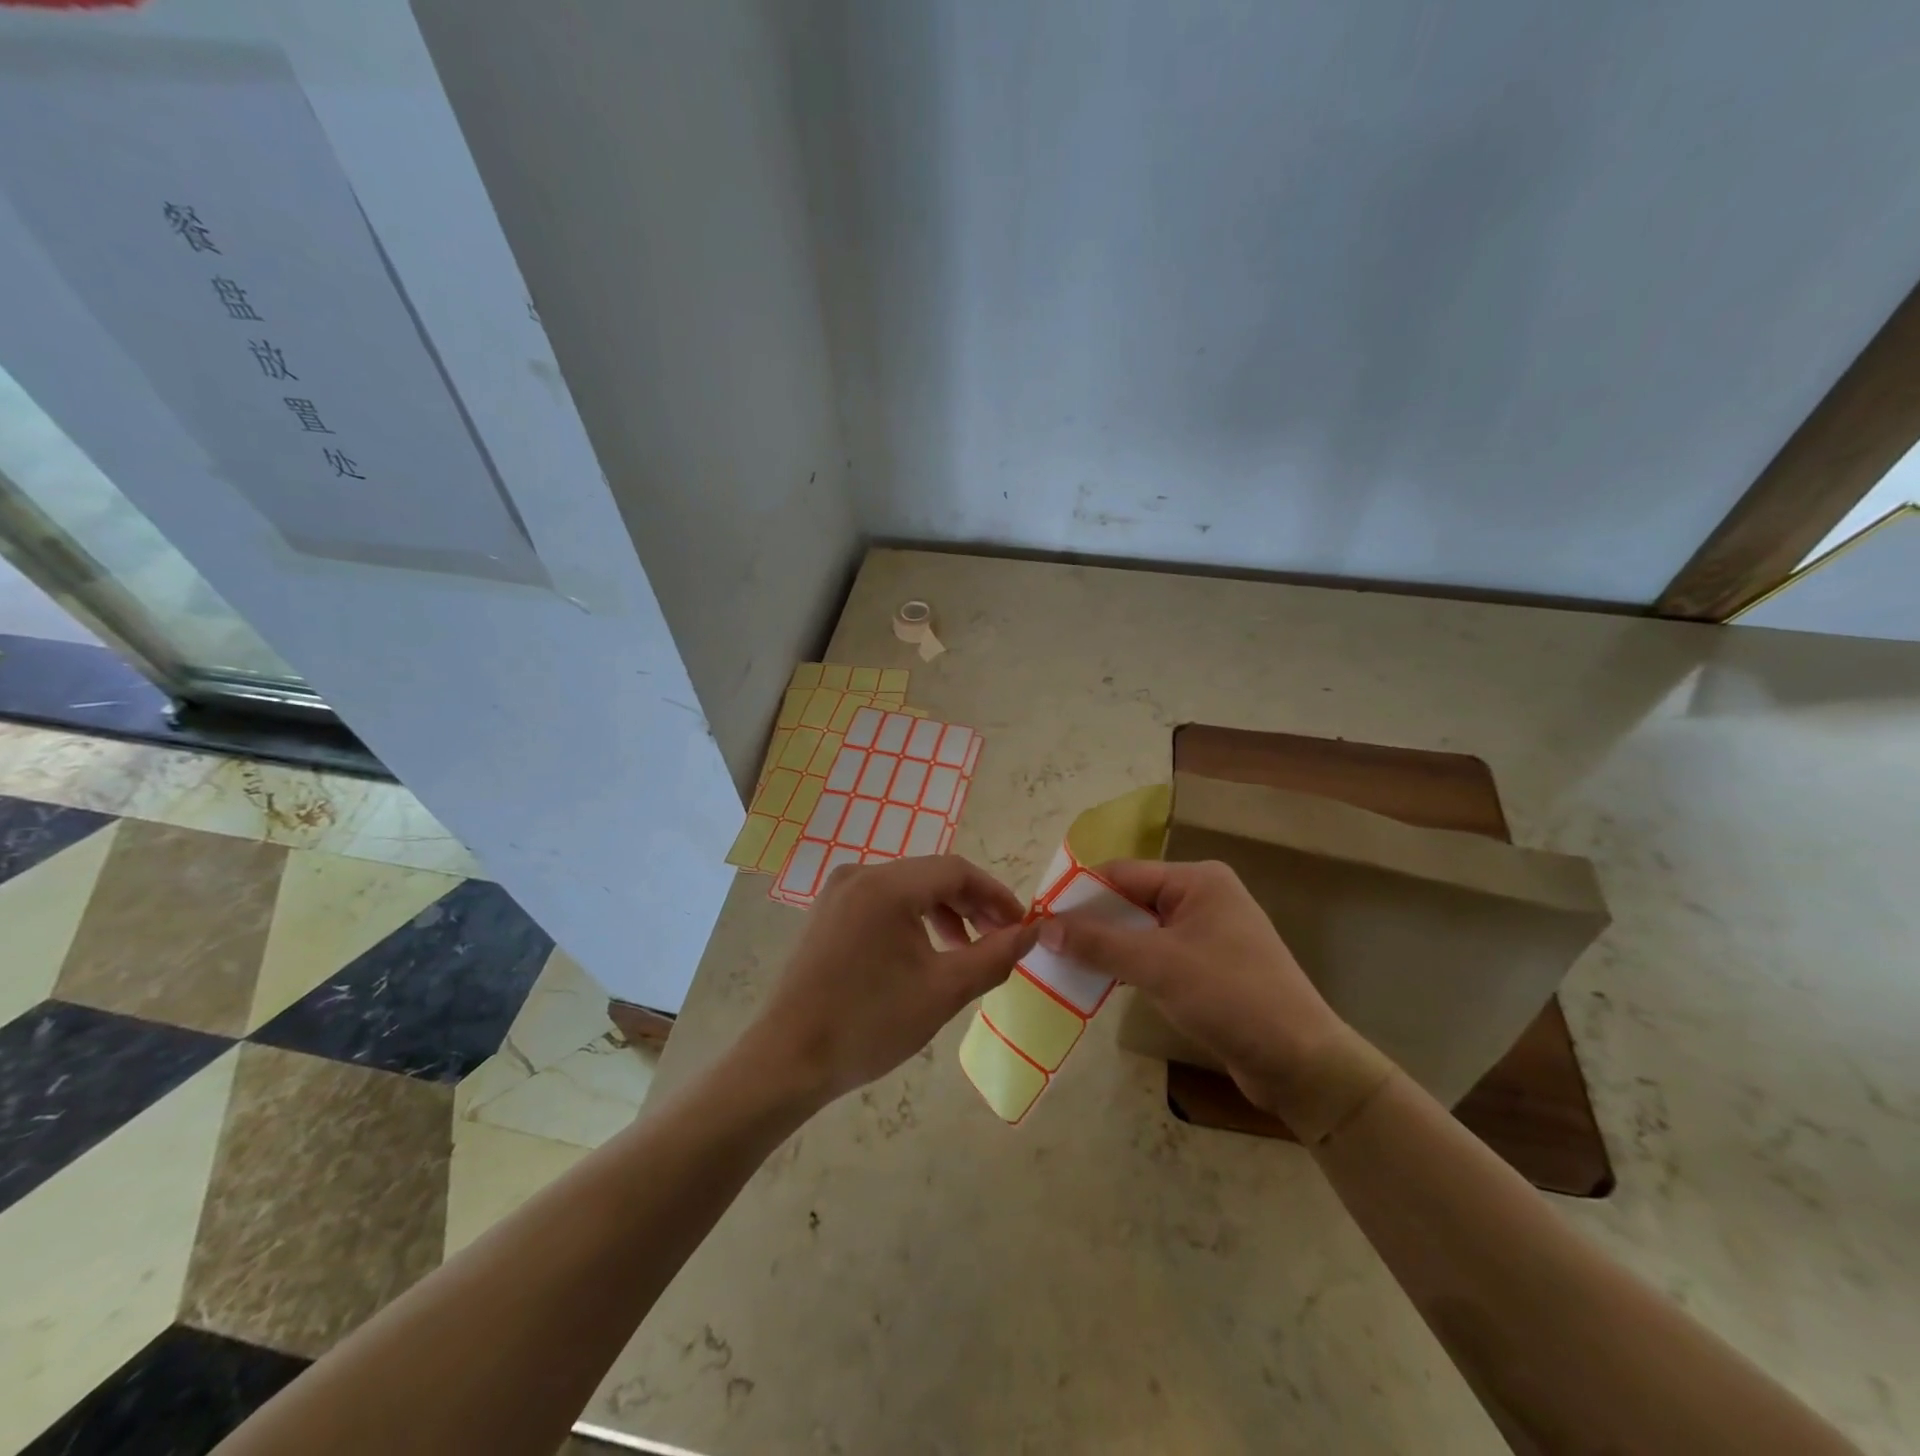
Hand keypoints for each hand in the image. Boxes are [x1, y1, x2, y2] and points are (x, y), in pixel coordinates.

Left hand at [741, 855, 1039, 1108]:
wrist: (786, 1061)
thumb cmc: (868, 1024)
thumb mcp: (942, 992)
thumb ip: (993, 957)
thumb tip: (1032, 933)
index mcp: (886, 886)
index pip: (957, 870)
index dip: (996, 895)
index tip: (1021, 926)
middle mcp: (860, 874)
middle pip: (931, 876)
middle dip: (971, 905)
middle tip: (999, 941)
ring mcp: (838, 892)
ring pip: (908, 889)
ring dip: (944, 914)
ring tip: (966, 952)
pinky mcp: (827, 913)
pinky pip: (883, 903)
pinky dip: (913, 921)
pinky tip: (925, 954)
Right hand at [1039, 858, 1349, 1116]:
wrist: (1302, 1064)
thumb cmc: (1231, 997)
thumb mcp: (1158, 965)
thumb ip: (1098, 942)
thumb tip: (1042, 927)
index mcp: (1198, 880)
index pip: (1122, 874)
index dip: (1079, 894)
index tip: (1040, 917)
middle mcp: (1204, 898)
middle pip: (1131, 900)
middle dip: (1091, 922)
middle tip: (1046, 944)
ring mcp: (1209, 934)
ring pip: (1142, 931)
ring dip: (1108, 947)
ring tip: (1064, 964)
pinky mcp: (1210, 968)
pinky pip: (1158, 956)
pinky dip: (1130, 966)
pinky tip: (1101, 982)